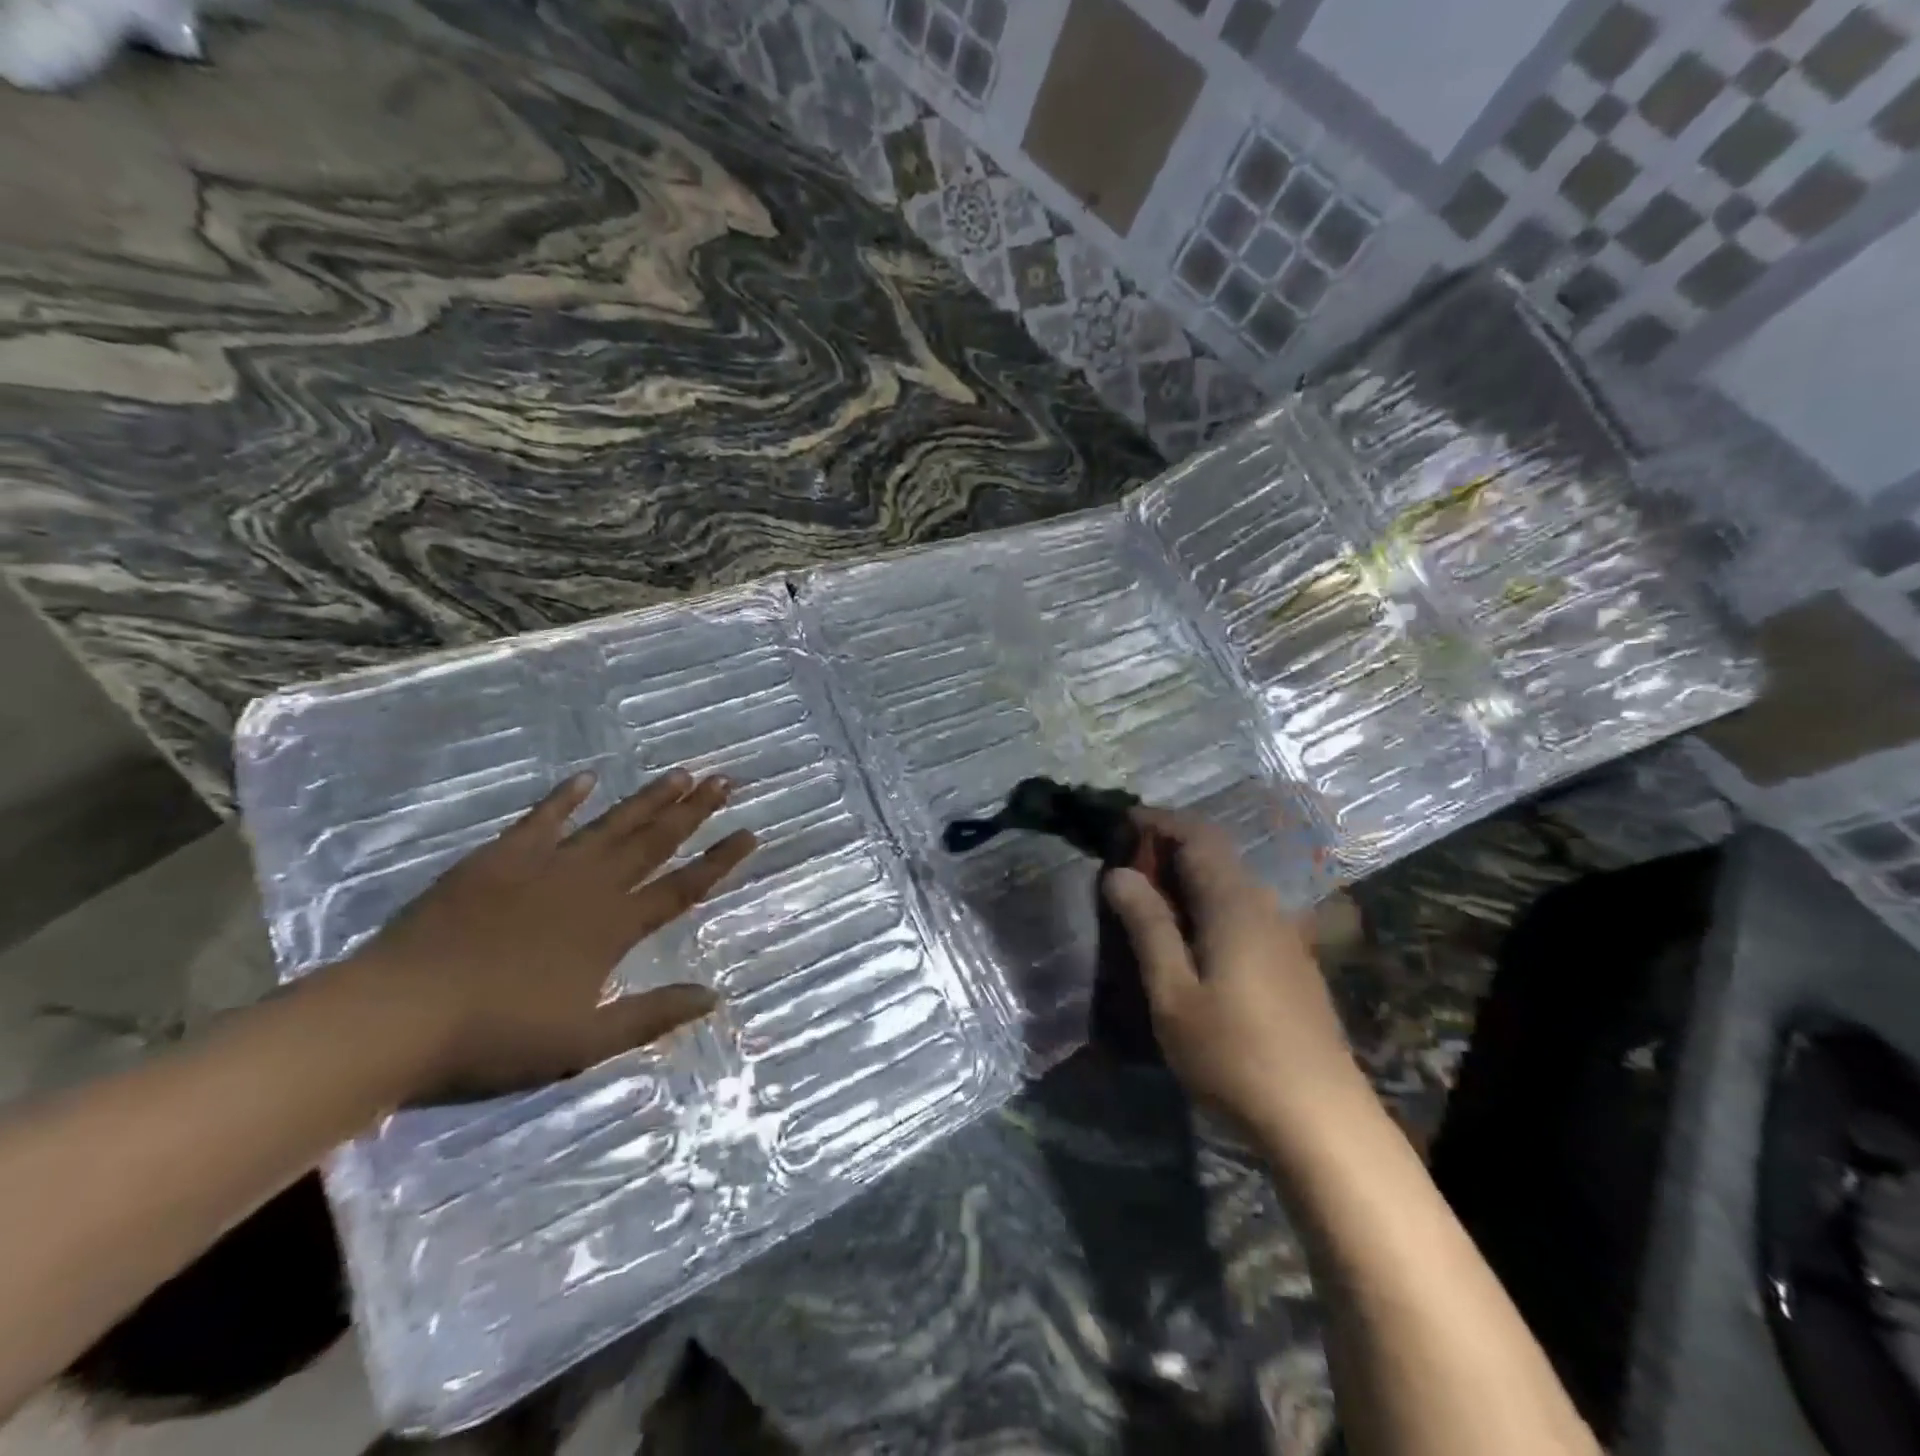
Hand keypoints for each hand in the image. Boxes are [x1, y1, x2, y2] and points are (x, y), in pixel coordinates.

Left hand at [324, 769, 755, 1100]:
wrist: (395, 1016)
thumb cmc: (495, 1037)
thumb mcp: (583, 1041)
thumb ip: (651, 1015)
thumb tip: (714, 996)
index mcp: (612, 928)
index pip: (681, 888)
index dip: (718, 861)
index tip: (750, 832)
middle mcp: (588, 887)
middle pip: (653, 842)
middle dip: (693, 812)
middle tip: (725, 781)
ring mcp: (543, 868)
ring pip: (610, 825)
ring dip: (647, 799)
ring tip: (681, 773)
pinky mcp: (498, 860)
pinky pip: (541, 820)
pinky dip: (565, 798)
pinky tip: (586, 778)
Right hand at [1102, 810, 1369, 1138]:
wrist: (1320, 1120)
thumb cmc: (1235, 1054)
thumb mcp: (1173, 993)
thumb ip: (1147, 927)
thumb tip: (1119, 873)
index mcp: (1234, 904)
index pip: (1198, 836)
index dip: (1159, 821)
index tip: (1120, 823)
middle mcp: (1264, 907)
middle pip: (1216, 856)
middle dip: (1168, 850)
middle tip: (1122, 869)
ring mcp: (1285, 935)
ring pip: (1230, 885)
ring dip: (1187, 880)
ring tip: (1146, 903)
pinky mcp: (1292, 963)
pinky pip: (1242, 912)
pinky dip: (1207, 905)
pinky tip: (1189, 941)